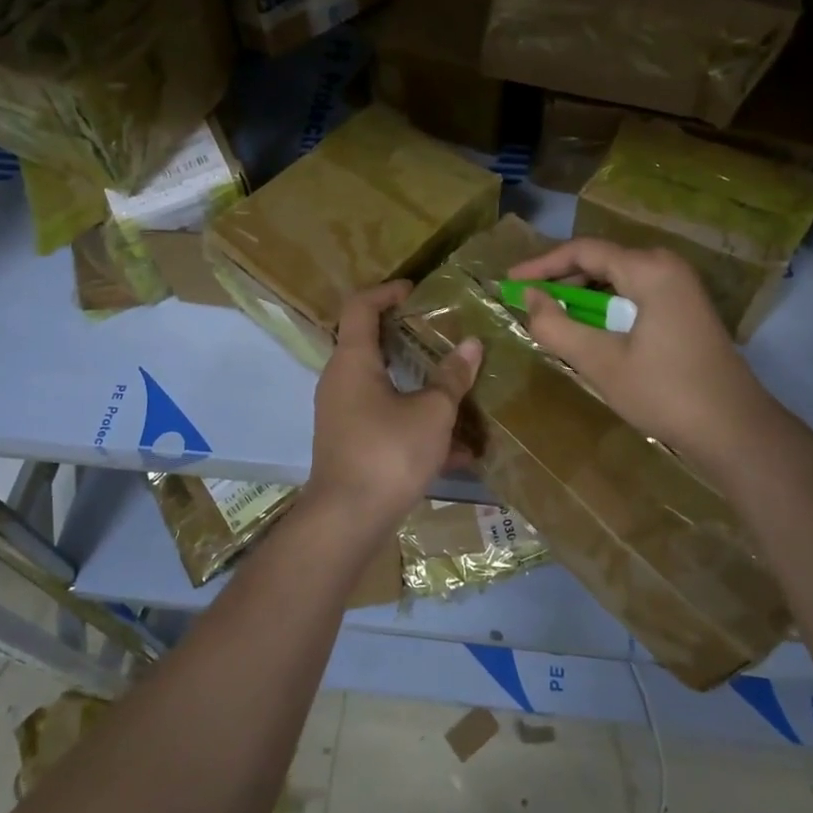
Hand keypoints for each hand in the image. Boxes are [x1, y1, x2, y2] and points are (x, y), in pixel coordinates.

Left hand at [306, 281, 482, 530]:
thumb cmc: (388, 453)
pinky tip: (455, 448)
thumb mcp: (432, 413)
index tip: (415, 291)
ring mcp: (341, 414)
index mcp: (353, 361)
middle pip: (370, 344)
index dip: (387, 291)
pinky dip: (413, 421)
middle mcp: (340, 381)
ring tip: (454, 388)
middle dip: (406, 338)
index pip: (360, 306)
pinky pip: (383, 419)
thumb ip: (452, 377)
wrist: (347, 520)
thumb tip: (472, 344)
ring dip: (416, 384)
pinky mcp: (349, 443)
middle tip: (440, 334)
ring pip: (381, 386)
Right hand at [509, 238, 783, 475]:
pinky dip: (605, 305)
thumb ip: (557, 326)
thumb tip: (530, 297)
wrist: (735, 429)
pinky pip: (634, 293)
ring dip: (582, 294)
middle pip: (601, 259)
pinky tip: (589, 329)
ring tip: (552, 317)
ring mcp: (680, 286)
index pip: (583, 250)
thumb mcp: (600, 362)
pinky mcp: (685, 308)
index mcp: (649, 269)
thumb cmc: (664, 392)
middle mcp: (667, 266)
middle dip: (561, 279)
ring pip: (617, 278)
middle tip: (528, 301)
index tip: (510, 280)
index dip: (541, 264)